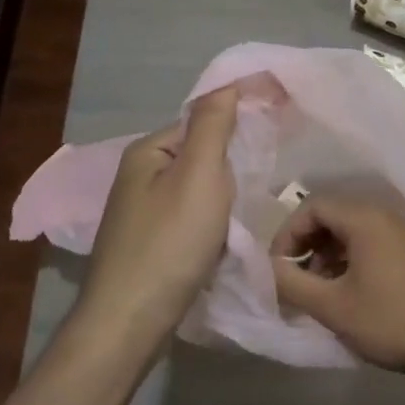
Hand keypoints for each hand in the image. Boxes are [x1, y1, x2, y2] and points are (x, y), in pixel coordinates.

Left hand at [81, 86, 239, 342]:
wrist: (130, 322)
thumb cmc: (169, 242)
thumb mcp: (198, 174)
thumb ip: (213, 125)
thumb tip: (227, 82)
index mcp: (148, 151)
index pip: (201, 121)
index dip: (237, 124)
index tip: (274, 135)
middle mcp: (139, 176)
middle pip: (200, 157)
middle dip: (230, 170)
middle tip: (256, 185)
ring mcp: (141, 214)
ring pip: (198, 192)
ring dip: (223, 200)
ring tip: (243, 216)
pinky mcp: (149, 246)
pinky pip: (190, 220)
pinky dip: (211, 226)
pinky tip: (223, 242)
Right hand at [269, 194, 404, 380]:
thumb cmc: (393, 321)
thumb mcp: (334, 307)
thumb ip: (293, 284)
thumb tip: (266, 268)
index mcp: (364, 218)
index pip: (311, 205)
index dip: (287, 233)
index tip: (277, 267)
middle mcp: (384, 215)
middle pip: (331, 215)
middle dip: (306, 244)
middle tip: (294, 279)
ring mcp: (403, 232)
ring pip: (351, 231)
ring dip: (327, 254)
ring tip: (319, 292)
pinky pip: (371, 242)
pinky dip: (350, 260)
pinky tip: (349, 293)